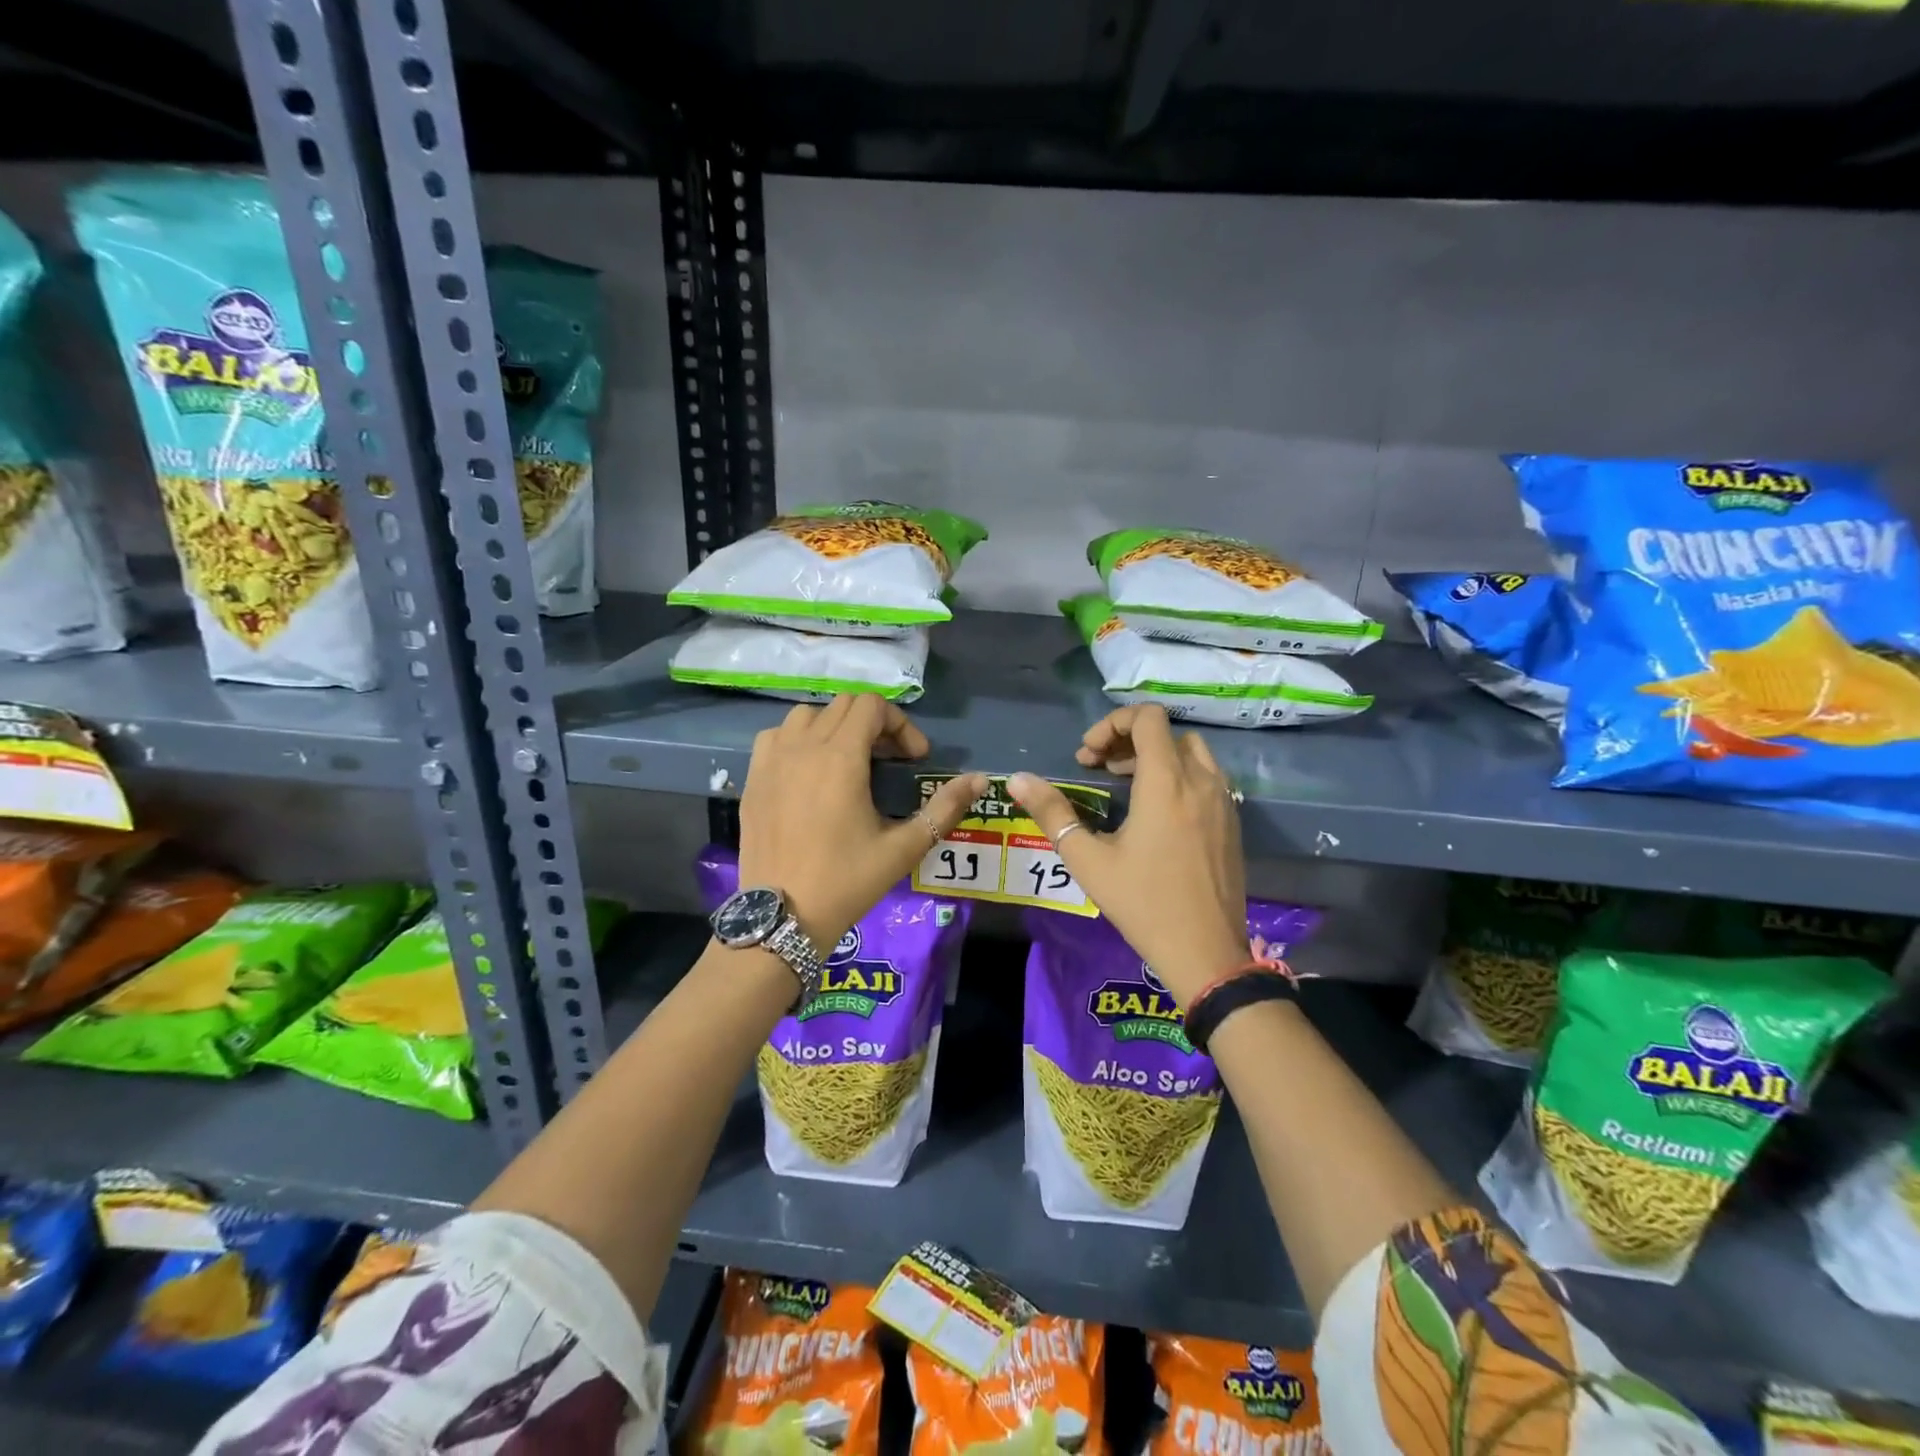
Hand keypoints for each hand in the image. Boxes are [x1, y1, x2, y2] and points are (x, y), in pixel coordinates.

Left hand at [737, 695, 987, 948]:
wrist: (782, 917)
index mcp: (840, 757)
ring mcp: (771, 760)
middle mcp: (802, 747)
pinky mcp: (753, 778)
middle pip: (843, 705)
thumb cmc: (847, 882)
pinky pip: (776, 736)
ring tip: (849, 761)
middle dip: (874, 724)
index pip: (872, 706)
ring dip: (835, 727)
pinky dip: (798, 740)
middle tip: (890, 761)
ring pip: (807, 715)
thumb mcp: (903, 848)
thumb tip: (979, 780)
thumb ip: (944, 808)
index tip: (914, 759)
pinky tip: (809, 771)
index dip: (900, 724)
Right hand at [1009, 705, 1248, 1008]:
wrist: (1206, 952)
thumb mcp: (1088, 859)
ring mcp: (1224, 802)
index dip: (1112, 723)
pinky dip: (1178, 776)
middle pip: (1168, 732)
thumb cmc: (1142, 903)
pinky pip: (1206, 778)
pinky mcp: (1232, 823)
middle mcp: (1201, 782)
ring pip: (1191, 753)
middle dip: (1129, 739)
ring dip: (1156, 756)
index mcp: (1166, 782)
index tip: (1088, 755)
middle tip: (1100, 767)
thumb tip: (1017, 779)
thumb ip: (1052, 812)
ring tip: (1125, 784)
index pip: (1148, 718)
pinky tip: (1155, 812)